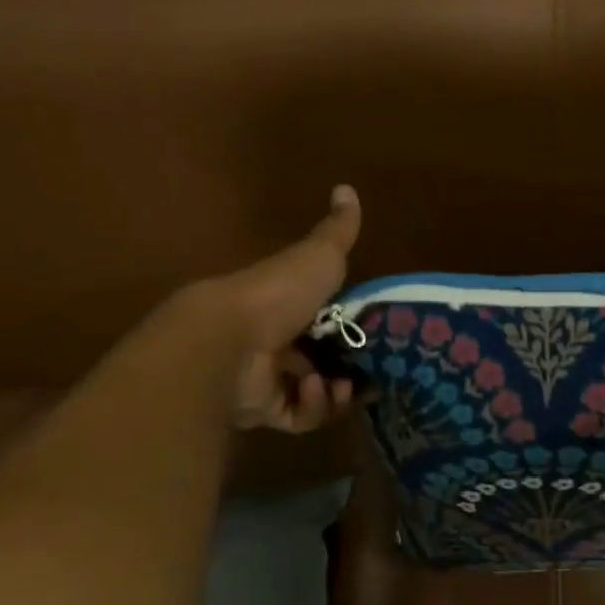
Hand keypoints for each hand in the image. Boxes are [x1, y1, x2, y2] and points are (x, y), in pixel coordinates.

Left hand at [212, 184, 363, 431]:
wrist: (228, 339)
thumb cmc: (277, 293)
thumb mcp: (319, 256)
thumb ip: (338, 231)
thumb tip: (347, 187)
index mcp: (284, 304)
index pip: (323, 318)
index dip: (350, 328)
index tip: (376, 336)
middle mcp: (273, 340)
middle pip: (319, 357)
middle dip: (348, 365)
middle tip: (370, 370)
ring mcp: (265, 377)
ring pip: (312, 392)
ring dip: (335, 390)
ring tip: (341, 384)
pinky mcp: (260, 409)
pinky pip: (298, 416)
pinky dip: (314, 407)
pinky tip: (316, 390)